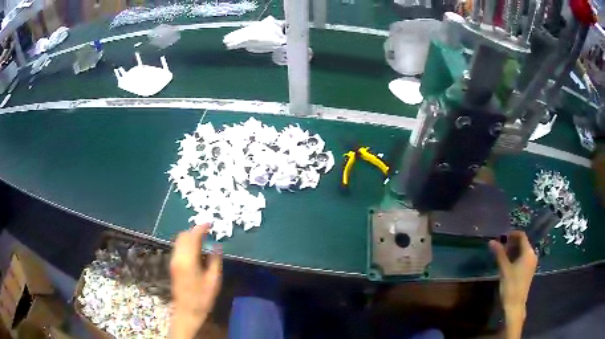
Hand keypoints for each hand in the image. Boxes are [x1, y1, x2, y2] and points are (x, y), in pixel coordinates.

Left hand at [170, 224, 221, 338]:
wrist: (187, 311)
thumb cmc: (202, 298)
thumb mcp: (213, 281)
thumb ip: (215, 261)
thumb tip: (217, 246)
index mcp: (188, 260)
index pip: (193, 237)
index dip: (201, 228)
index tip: (210, 223)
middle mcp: (177, 257)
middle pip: (183, 236)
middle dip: (194, 231)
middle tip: (207, 232)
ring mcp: (173, 261)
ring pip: (179, 241)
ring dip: (190, 237)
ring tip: (203, 240)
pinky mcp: (173, 265)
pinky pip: (178, 248)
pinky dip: (187, 244)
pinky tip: (196, 250)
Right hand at [489, 231, 536, 338]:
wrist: (515, 305)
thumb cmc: (511, 286)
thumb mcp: (504, 269)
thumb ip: (499, 254)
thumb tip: (491, 241)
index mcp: (528, 252)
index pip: (522, 236)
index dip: (512, 234)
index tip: (501, 236)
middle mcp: (532, 255)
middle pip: (523, 242)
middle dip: (511, 242)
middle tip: (500, 246)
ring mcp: (531, 263)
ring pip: (523, 250)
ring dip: (513, 250)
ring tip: (502, 254)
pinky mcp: (528, 270)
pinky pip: (523, 257)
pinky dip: (516, 256)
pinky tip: (507, 262)